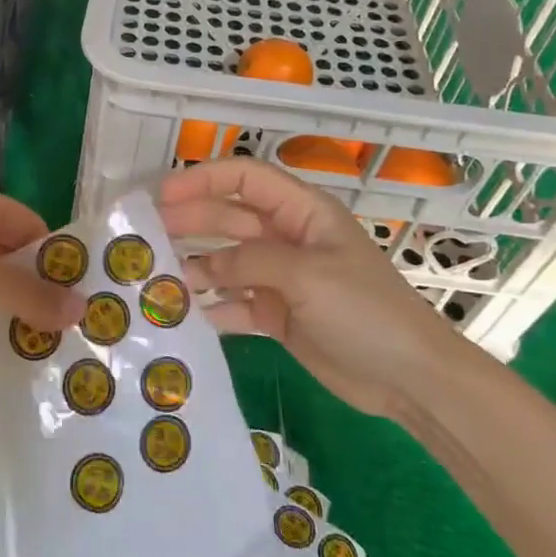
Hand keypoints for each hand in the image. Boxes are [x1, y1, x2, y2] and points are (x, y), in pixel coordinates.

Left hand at [0, 179, 78, 369]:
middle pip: (11, 250)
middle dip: (35, 285)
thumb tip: (84, 309)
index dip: (55, 259)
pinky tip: (3, 341)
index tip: (77, 297)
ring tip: (43, 339)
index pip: (31, 225)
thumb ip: (33, 294)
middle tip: (66, 324)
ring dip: (10, 303)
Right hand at [159, 158, 458, 417]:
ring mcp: (282, 278)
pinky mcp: (278, 315)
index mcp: (303, 212)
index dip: (203, 180)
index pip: (246, 178)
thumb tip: (200, 267)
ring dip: (196, 267)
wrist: (410, 378)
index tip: (162, 195)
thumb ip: (249, 262)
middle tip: (146, 237)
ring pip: (227, 262)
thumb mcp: (307, 276)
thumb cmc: (365, 311)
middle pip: (229, 219)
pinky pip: (236, 304)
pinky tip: (185, 315)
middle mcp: (288, 238)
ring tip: (157, 278)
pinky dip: (213, 308)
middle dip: (190, 222)